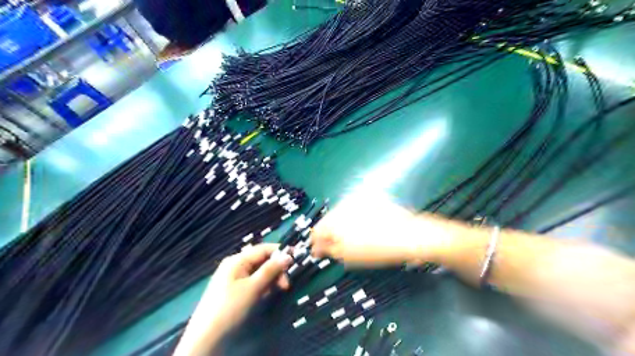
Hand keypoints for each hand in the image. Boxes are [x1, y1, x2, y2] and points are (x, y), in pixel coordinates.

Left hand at [173, 245, 292, 355]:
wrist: (206, 337)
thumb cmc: (230, 307)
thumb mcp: (253, 287)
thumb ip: (271, 270)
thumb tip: (288, 255)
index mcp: (237, 260)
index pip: (263, 249)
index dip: (279, 252)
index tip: (295, 259)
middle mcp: (235, 265)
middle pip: (261, 261)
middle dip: (275, 270)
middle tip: (286, 285)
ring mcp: (233, 277)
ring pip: (258, 272)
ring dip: (270, 279)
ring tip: (276, 292)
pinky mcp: (234, 289)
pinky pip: (252, 281)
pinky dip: (262, 286)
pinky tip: (265, 296)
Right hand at [310, 193, 447, 265]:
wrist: (407, 235)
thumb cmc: (375, 249)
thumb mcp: (347, 255)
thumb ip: (328, 249)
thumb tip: (316, 247)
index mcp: (333, 220)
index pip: (317, 231)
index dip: (316, 244)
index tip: (319, 253)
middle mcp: (342, 205)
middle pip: (328, 221)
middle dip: (329, 234)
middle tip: (336, 248)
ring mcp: (356, 200)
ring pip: (341, 214)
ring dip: (341, 226)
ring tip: (351, 238)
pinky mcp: (369, 198)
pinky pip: (355, 209)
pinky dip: (354, 218)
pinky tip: (364, 227)